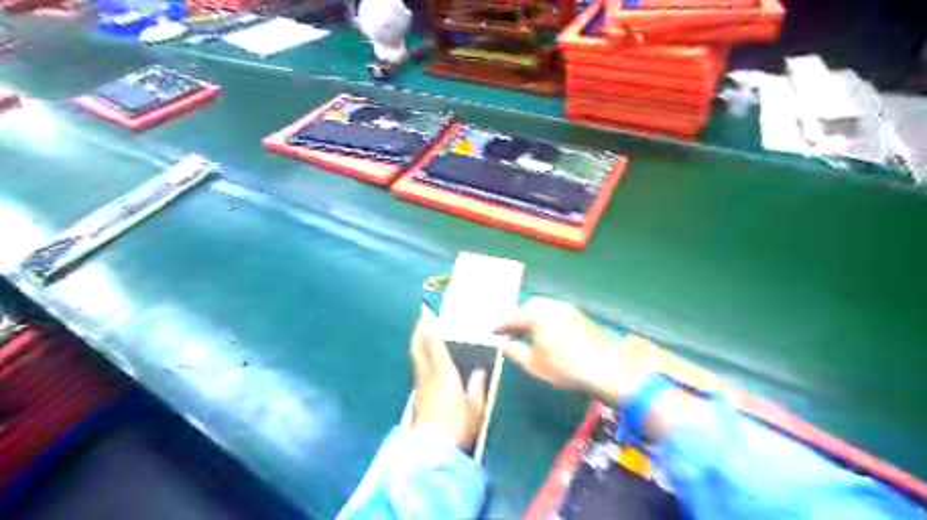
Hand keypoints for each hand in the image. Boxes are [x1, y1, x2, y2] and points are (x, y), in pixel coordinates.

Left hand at [411, 307, 486, 448]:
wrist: (432, 451)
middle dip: (419, 329)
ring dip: (418, 342)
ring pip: (416, 357)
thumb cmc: (457, 426)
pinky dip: (420, 356)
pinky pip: (418, 368)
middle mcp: (428, 375)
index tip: (427, 312)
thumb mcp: (475, 407)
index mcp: (444, 373)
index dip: (430, 327)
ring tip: (422, 332)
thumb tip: (479, 371)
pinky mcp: (417, 397)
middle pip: (418, 347)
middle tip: (421, 316)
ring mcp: (420, 386)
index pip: (434, 344)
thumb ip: (477, 387)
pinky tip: (425, 359)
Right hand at [496, 296, 645, 406]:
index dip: (501, 325)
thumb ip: (514, 352)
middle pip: (529, 306)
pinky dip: (547, 319)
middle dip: (519, 317)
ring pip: (544, 307)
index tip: (493, 331)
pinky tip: (548, 333)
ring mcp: (567, 309)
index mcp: (536, 315)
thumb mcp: (532, 364)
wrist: (603, 367)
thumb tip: (505, 345)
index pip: (513, 317)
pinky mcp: (579, 315)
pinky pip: (556, 312)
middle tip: (512, 331)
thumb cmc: (563, 367)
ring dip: (533, 317)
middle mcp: (551, 306)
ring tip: (530, 333)